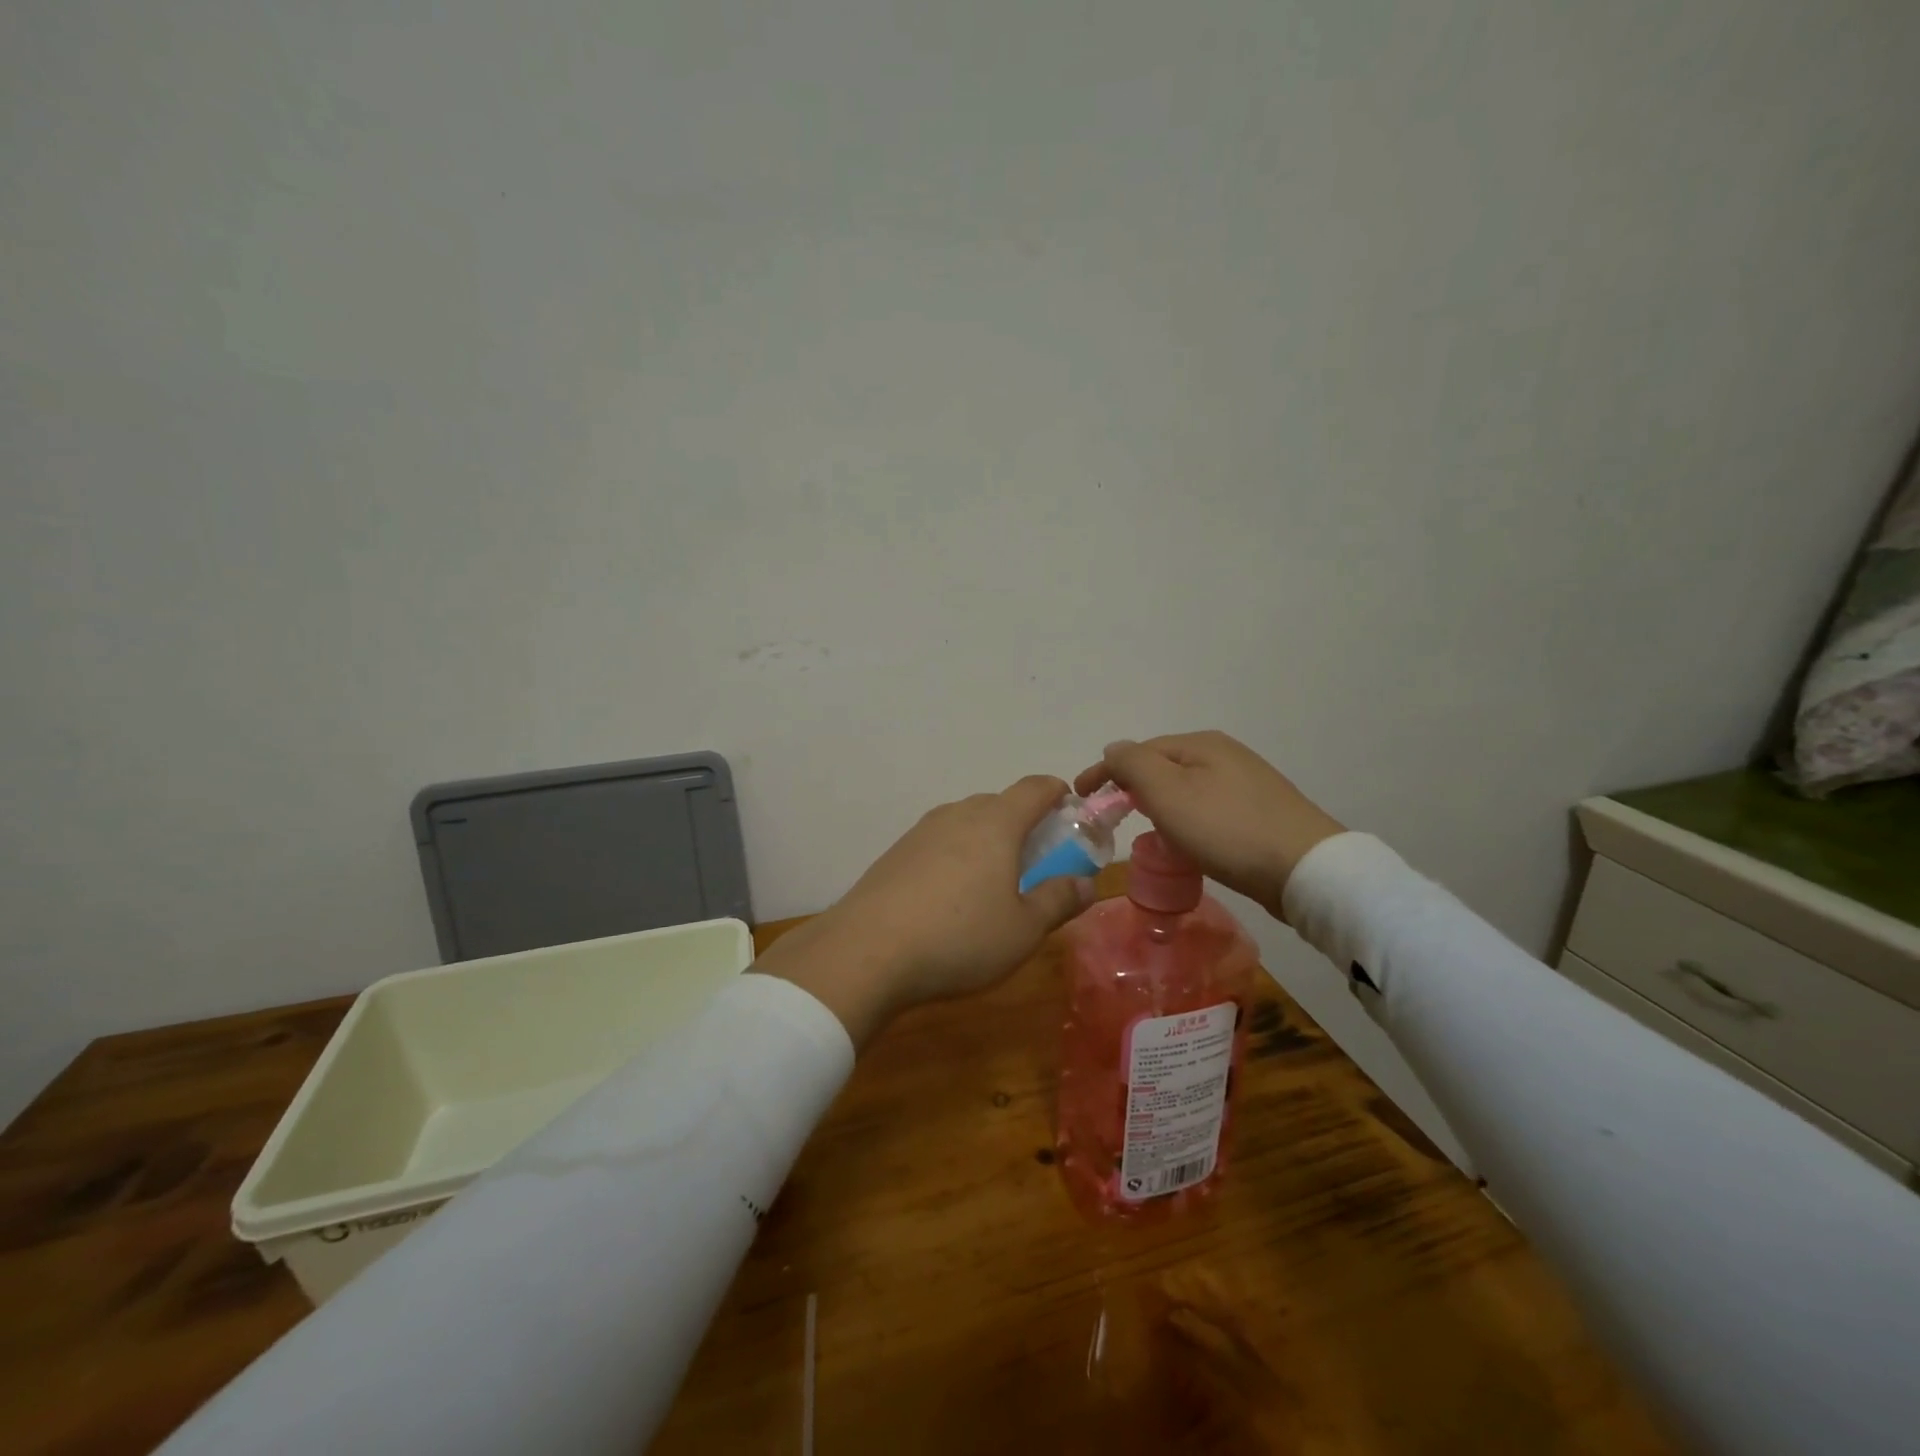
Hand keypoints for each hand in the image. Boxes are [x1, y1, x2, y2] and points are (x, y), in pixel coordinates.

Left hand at [761, 776, 1096, 1046]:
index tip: (1071, 815)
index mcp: (996, 822)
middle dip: (1024, 825)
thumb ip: (1058, 901)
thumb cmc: (960, 938)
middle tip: (1037, 864)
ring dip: (988, 842)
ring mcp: (921, 831)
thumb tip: (1087, 884)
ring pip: (967, 823)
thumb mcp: (1023, 930)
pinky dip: (957, 857)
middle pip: (1000, 803)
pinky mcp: (896, 853)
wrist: (866, 952)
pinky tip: (951, 898)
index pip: (1036, 787)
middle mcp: (958, 814)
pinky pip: (940, 843)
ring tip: (993, 885)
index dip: (1059, 794)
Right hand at [1074, 731, 1344, 918]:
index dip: (1104, 771)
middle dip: (1131, 785)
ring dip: (1158, 803)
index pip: (1137, 750)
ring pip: (1185, 787)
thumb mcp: (1167, 792)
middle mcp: (1224, 754)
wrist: (1304, 869)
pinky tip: (1187, 839)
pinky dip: (1185, 817)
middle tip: (1111, 814)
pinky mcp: (1259, 811)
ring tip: (1145, 828)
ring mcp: (1246, 782)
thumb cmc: (1226, 828)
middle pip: (1162, 765)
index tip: (1080, 796)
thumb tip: (1114, 749)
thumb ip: (1133, 765)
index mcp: (1200, 744)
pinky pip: (1206, 806)